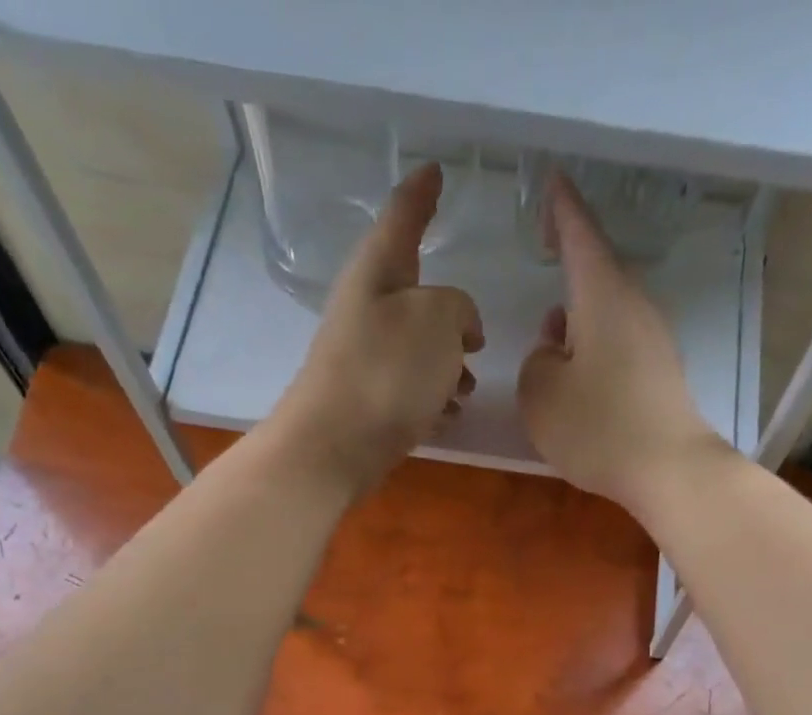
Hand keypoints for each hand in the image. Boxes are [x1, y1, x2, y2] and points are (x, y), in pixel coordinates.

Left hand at [269, 163, 483, 490]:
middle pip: (416, 296)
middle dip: (451, 316)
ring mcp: (365, 358)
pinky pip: (410, 390)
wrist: (335, 447)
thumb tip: (459, 328)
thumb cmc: (387, 372)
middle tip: (476, 337)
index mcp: (378, 270)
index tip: (435, 171)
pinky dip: (433, 399)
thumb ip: (459, 308)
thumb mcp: (438, 320)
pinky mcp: (369, 402)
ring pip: (418, 350)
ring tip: (467, 389)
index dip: (422, 192)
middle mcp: (367, 308)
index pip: (403, 216)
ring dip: (447, 366)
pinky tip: (448, 417)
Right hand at [517, 174, 732, 516]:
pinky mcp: (659, 374)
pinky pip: (618, 344)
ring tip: (552, 340)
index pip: (580, 235)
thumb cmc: (598, 426)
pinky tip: (579, 377)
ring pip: (607, 312)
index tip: (552, 181)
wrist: (668, 469)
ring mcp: (652, 340)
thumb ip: (536, 361)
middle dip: (569, 264)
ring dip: (579, 317)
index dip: (562, 208)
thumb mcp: (541, 394)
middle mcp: (633, 306)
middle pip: (597, 274)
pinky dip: (594, 348)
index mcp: (602, 295)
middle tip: (546, 252)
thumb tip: (554, 349)